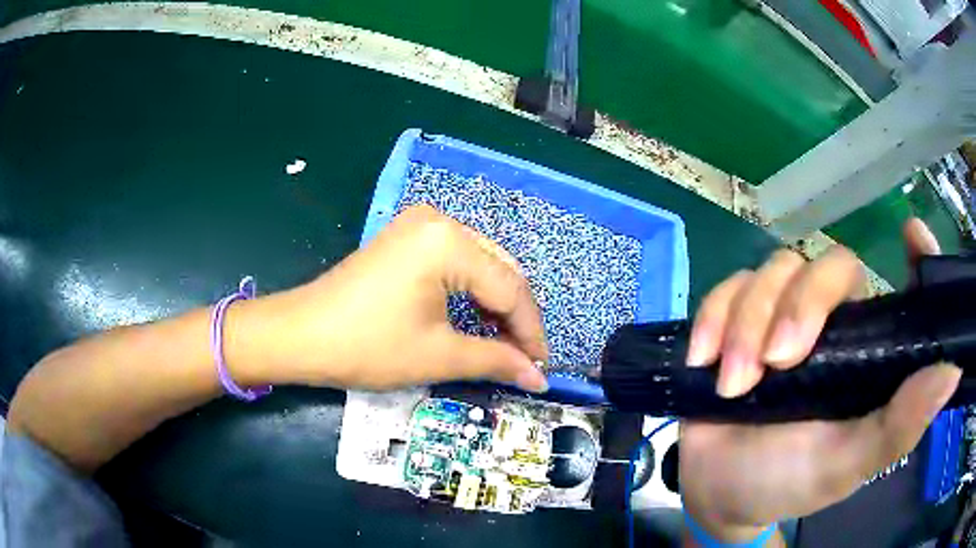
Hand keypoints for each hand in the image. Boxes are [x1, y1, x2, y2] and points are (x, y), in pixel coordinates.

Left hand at [233, 205, 548, 391]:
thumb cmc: (367, 346)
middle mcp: (440, 221)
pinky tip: (475, 320)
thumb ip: (497, 360)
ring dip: (496, 305)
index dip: (531, 332)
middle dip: (515, 317)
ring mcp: (420, 225)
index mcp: (449, 242)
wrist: (300, 336)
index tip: (542, 367)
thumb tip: (539, 377)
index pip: (510, 289)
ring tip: (504, 345)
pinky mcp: (406, 239)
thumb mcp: (438, 355)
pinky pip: (456, 262)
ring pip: (481, 265)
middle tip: (525, 358)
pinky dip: (471, 292)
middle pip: (500, 271)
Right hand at [678, 219, 960, 542]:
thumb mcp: (847, 464)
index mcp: (869, 351)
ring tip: (733, 384)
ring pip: (774, 270)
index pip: (903, 289)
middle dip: (798, 306)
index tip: (911, 235)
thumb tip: (952, 372)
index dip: (915, 257)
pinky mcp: (738, 317)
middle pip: (827, 265)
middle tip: (775, 363)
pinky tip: (703, 359)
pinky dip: (713, 316)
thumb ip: (898, 426)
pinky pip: (728, 286)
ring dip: (746, 323)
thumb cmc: (790, 482)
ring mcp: (784, 315)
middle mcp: (834, 322)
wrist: (720, 489)